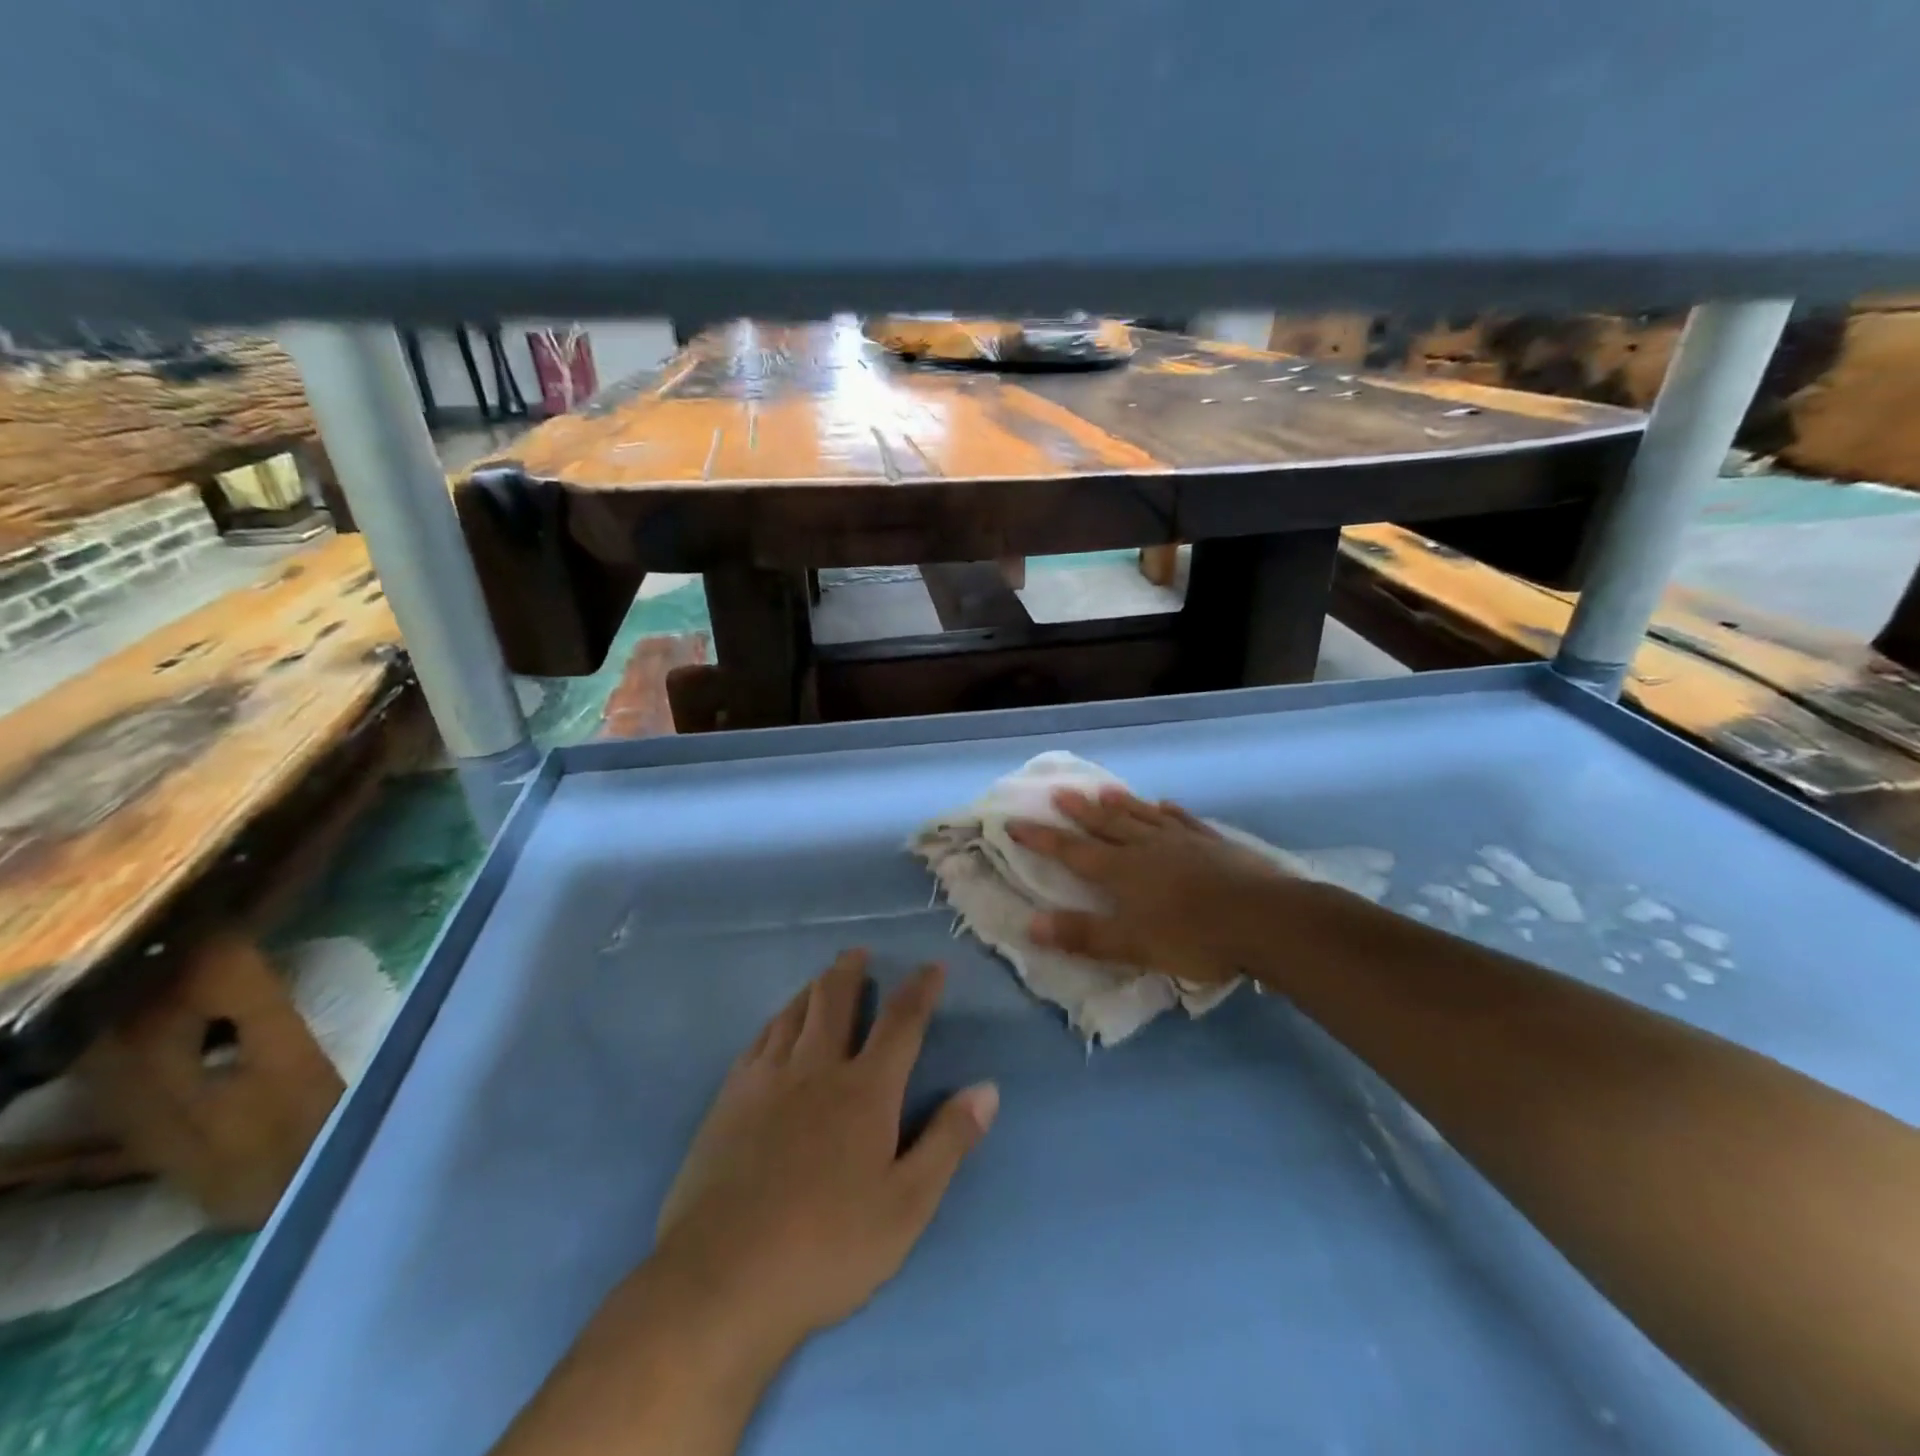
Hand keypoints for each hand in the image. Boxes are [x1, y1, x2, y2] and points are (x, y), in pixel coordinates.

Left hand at [652, 949, 998, 1357]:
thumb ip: (948, 1141)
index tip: (932, 966)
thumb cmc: (828, 1247)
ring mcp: (767, 1081)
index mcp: (865, 1091)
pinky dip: (775, 1021)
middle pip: (835, 1002)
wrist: (724, 1277)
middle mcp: (817, 1069)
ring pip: (793, 1014)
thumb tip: (987, 1089)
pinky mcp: (729, 1100)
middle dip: (851, 971)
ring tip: (821, 978)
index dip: (919, 990)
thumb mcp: (907, 1205)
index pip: (901, 1024)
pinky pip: (758, 1040)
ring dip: (812, 989)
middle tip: (858, 951)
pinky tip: (775, 1025)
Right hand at [1007, 787, 1291, 983]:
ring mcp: (1182, 841)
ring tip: (1102, 790)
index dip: (1042, 838)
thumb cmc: (1193, 936)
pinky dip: (1169, 811)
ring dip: (1119, 804)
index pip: (1072, 851)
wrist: (1264, 919)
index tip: (1015, 822)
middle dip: (1078, 812)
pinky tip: (1165, 804)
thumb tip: (1030, 924)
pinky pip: (1184, 820)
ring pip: (1142, 816)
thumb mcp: (1132, 945)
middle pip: (1106, 825)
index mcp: (1122, 872)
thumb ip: (1082, 935)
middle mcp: (1146, 847)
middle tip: (1059, 792)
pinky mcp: (1213, 843)